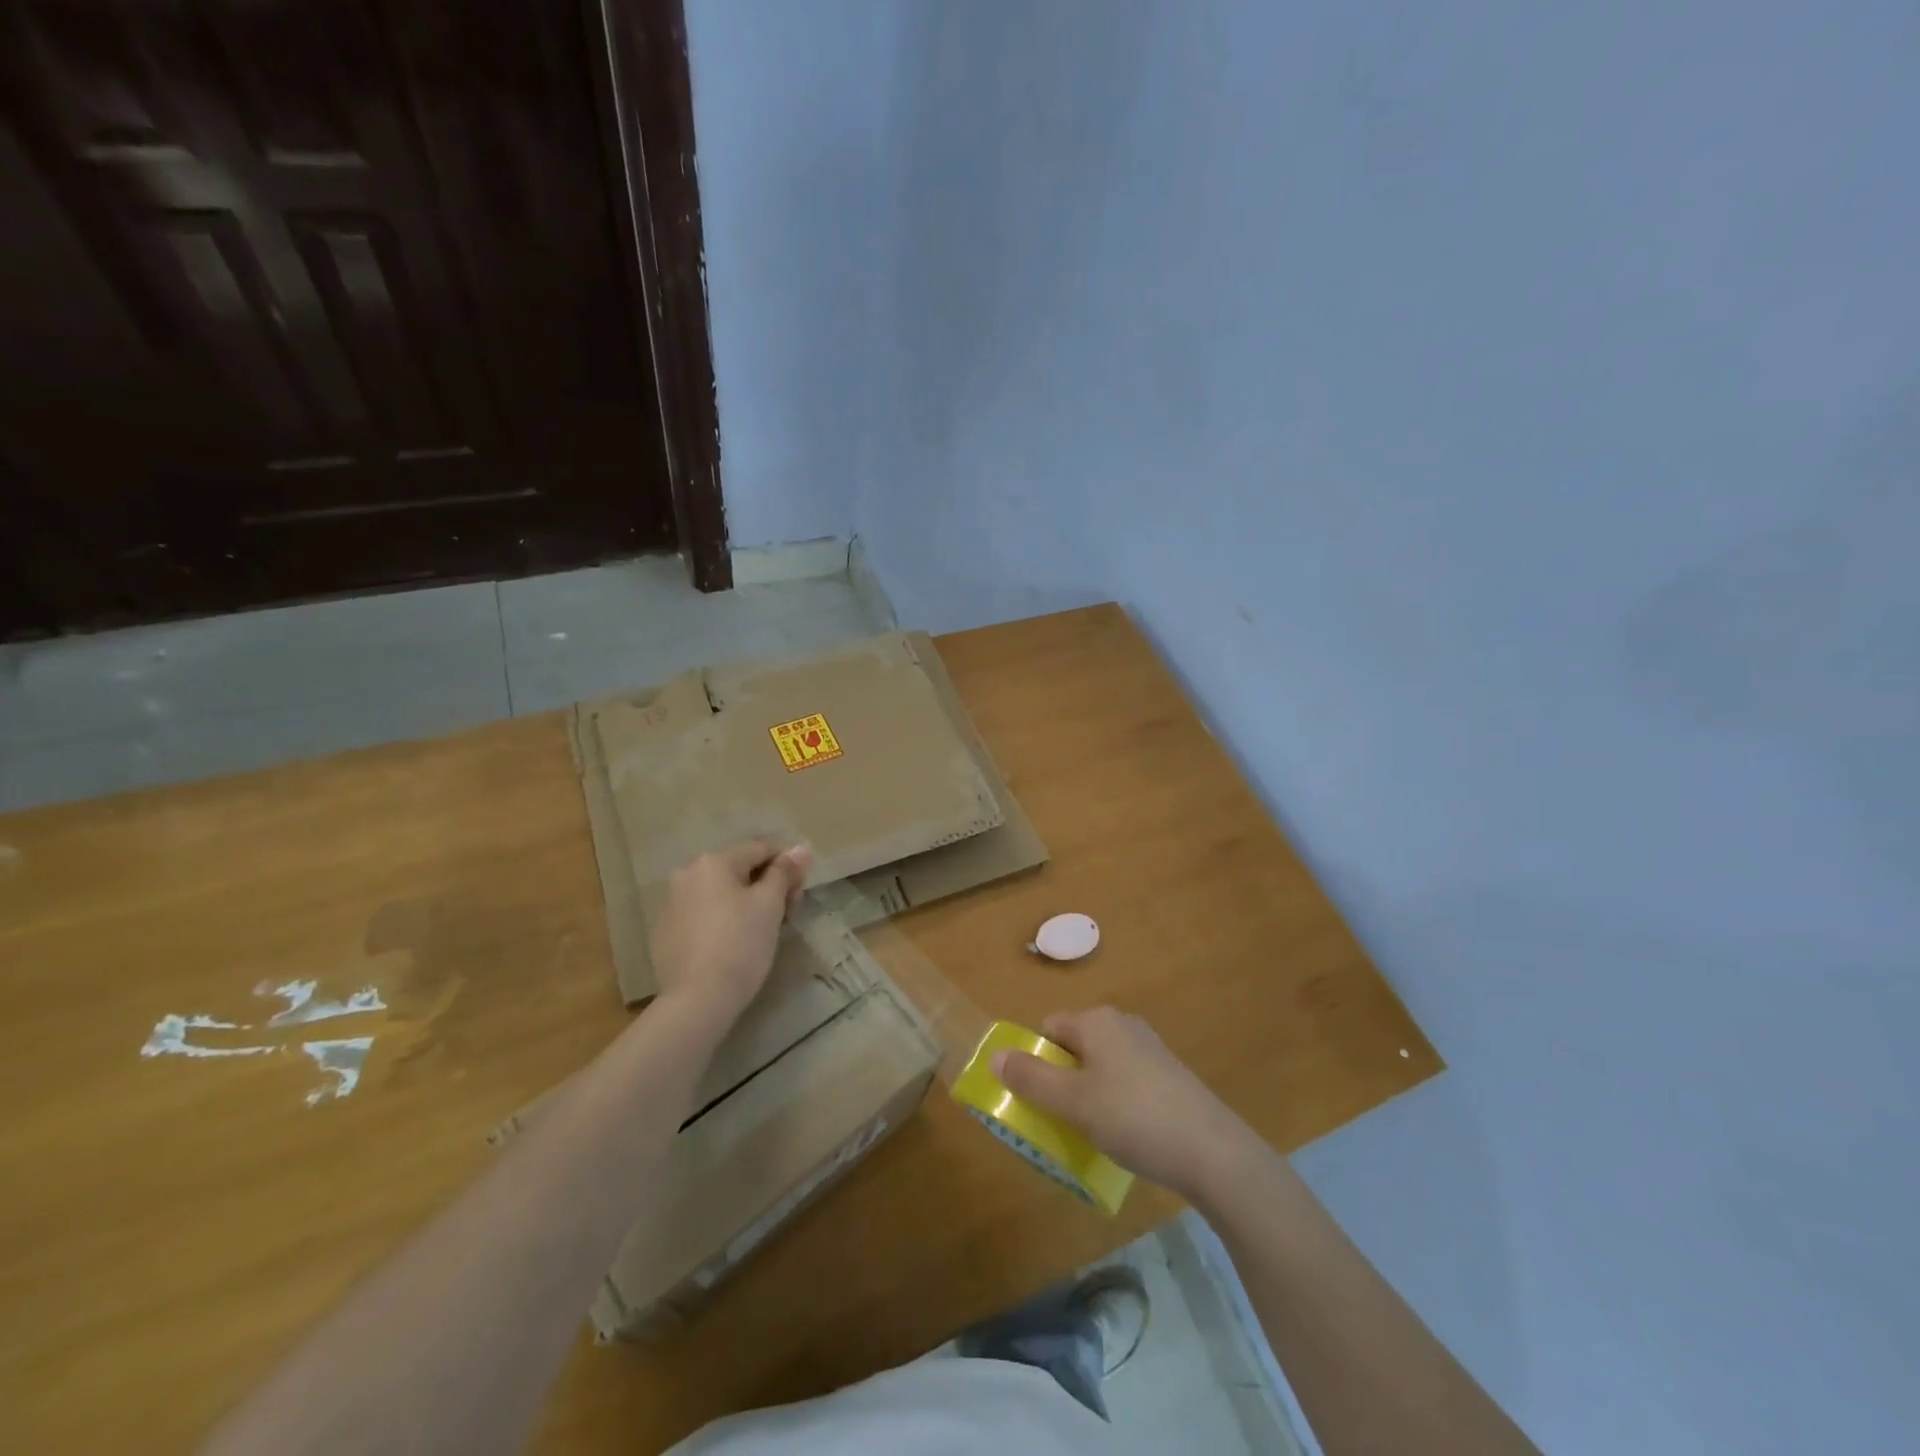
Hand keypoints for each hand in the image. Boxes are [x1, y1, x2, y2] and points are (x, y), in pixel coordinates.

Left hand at [648, 840, 812, 1023]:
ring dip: (744, 903)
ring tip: (760, 933)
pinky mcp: (665, 932)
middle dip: (766, 887)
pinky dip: (721, 920)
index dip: (786, 869)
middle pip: (739, 871)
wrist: (698, 999)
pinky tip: (732, 945)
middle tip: (785, 916)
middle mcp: (687, 874)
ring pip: (720, 893)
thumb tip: (802, 847)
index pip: (761, 850)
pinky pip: (703, 914)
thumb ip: (785, 871)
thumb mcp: (770, 904)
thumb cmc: (741, 944)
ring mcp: (671, 904)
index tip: (797, 896)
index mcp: (713, 862)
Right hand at [993, 1006, 1260, 1202]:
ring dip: (1087, 1095)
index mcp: (1097, 1021)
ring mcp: (1150, 1049)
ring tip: (1089, 1134)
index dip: (1036, 1060)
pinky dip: (1115, 1103)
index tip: (1035, 1099)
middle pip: (1074, 1046)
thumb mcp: (1073, 1102)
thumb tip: (994, 1055)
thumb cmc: (1134, 1117)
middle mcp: (1122, 1025)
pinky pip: (1126, 1082)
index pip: (1049, 1028)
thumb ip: (1031, 1079)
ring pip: (1100, 1066)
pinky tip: (1124, 1136)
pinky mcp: (1169, 1075)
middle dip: (1060, 1080)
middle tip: (1058, 1120)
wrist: (1213, 1151)